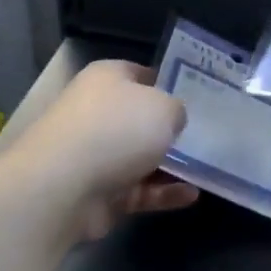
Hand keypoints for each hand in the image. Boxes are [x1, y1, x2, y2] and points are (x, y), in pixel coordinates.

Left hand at [7, 60, 197, 242]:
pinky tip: (191, 196)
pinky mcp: (99, 193)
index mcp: (107, 79)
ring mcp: (96, 154)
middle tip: (208, 134)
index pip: (142, 74)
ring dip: (171, 164)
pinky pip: (139, 190)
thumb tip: (173, 119)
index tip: (198, 97)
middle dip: (170, 128)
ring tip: (206, 168)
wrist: (63, 187)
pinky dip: (163, 193)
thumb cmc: (117, 129)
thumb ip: (176, 110)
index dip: (169, 83)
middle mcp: (98, 112)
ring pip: (142, 157)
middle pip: (141, 118)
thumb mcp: (163, 106)